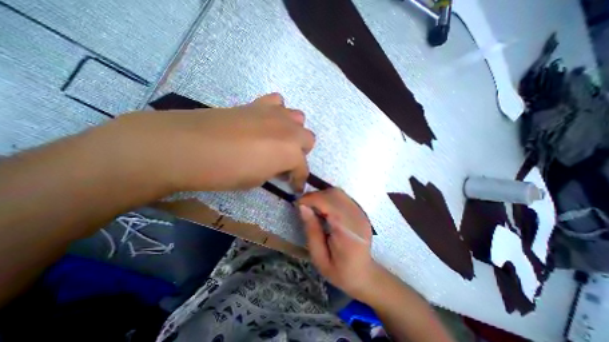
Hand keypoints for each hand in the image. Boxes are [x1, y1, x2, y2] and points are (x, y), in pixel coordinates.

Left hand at [97, 92, 312, 191]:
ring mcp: (275, 113)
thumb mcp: (258, 180)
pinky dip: (277, 112)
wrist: (189, 146)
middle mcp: (290, 130)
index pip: (303, 169)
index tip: (294, 187)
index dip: (299, 180)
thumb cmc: (226, 171)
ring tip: (279, 140)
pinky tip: (266, 122)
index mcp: (291, 153)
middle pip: (308, 139)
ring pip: (298, 118)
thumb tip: (279, 168)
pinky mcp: (257, 104)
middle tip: (285, 162)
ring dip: (293, 131)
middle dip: (300, 153)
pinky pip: (278, 103)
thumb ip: (275, 170)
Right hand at [298, 190, 378, 301]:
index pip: (329, 203)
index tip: (297, 203)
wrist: (365, 274)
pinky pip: (342, 197)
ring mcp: (361, 213)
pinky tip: (323, 208)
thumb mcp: (319, 257)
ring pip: (338, 192)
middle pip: (334, 194)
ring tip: (312, 206)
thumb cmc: (340, 272)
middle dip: (315, 195)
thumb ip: (311, 231)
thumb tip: (302, 207)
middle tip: (303, 205)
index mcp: (348, 232)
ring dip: (322, 195)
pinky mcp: (360, 211)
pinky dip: (329, 197)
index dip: (311, 199)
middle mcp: (357, 218)